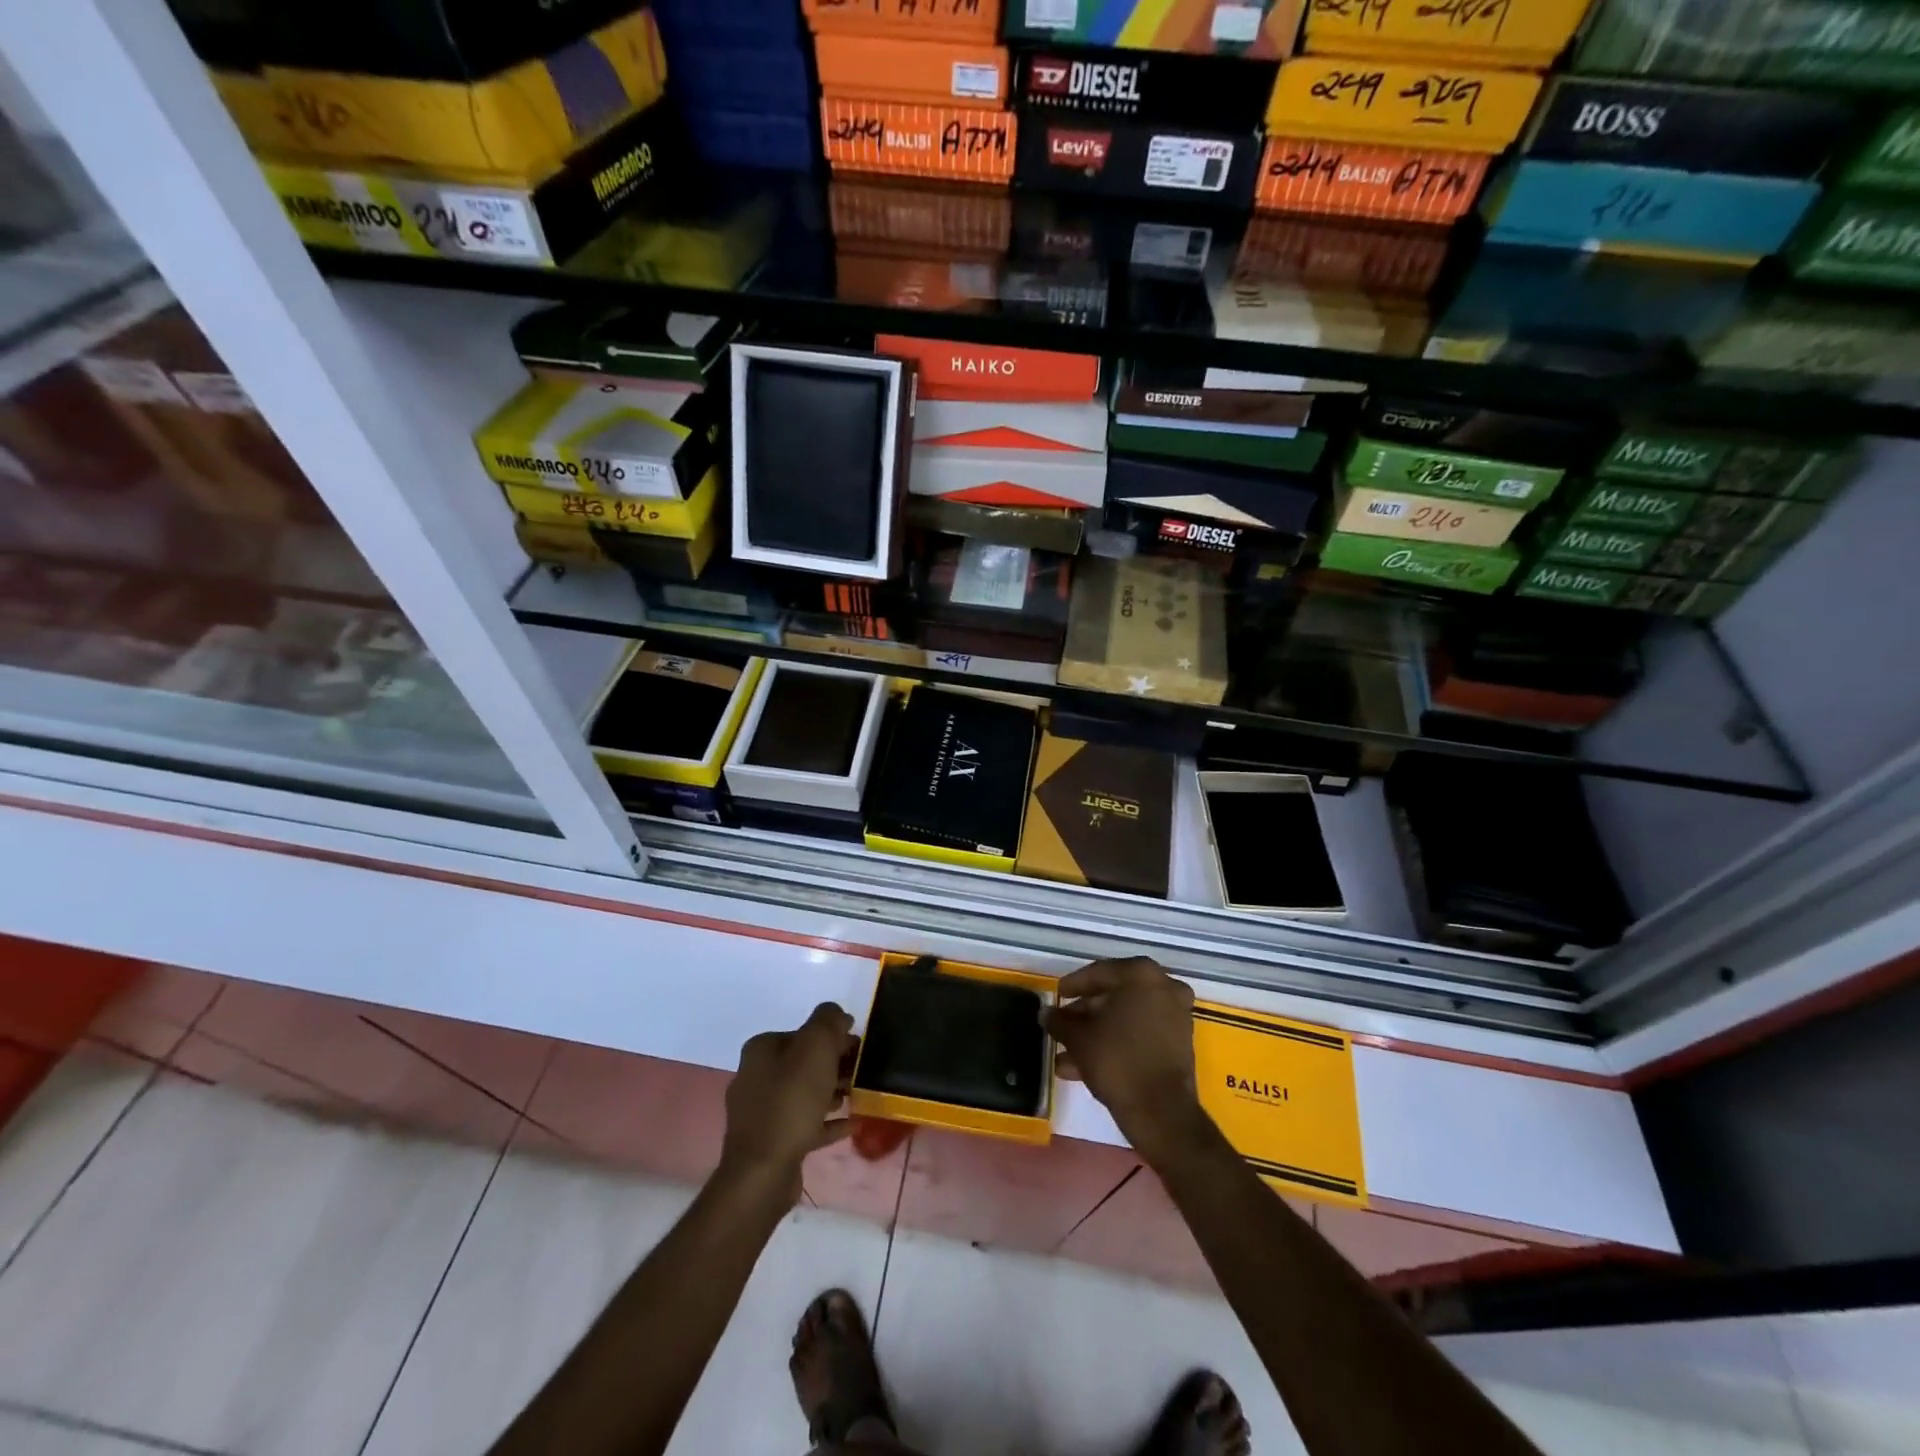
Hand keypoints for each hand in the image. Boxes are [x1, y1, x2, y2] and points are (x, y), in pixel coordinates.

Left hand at [719, 1003, 856, 1193]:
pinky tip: (850, 1124)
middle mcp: (755, 1076)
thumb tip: (837, 1013)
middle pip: (803, 1062)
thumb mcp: (815, 1049)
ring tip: (858, 1094)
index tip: (859, 1045)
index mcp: (762, 1050)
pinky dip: (826, 1121)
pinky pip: (804, 1123)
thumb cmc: (791, 1102)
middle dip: (834, 1063)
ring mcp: (760, 1112)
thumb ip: (828, 1022)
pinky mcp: (770, 1142)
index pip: (803, 1032)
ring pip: (804, 1093)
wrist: (763, 1172)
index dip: (833, 1036)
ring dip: (831, 1091)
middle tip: (861, 1070)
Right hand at [1044, 957, 1206, 1157]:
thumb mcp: (1079, 1038)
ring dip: (1097, 1033)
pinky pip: (1140, 1033)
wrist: (1162, 1112)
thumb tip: (1046, 1014)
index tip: (1057, 996)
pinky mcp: (1180, 1042)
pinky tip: (1085, 1065)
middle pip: (1114, 995)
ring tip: (1066, 1054)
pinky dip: (1117, 1042)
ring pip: (1126, 1017)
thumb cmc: (1117, 1061)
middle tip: (1062, 1026)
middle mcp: (1163, 986)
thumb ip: (1060, 1021)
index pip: (1098, 973)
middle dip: (1085, 1014)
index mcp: (1140, 974)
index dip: (1073, 985)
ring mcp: (1176, 1014)